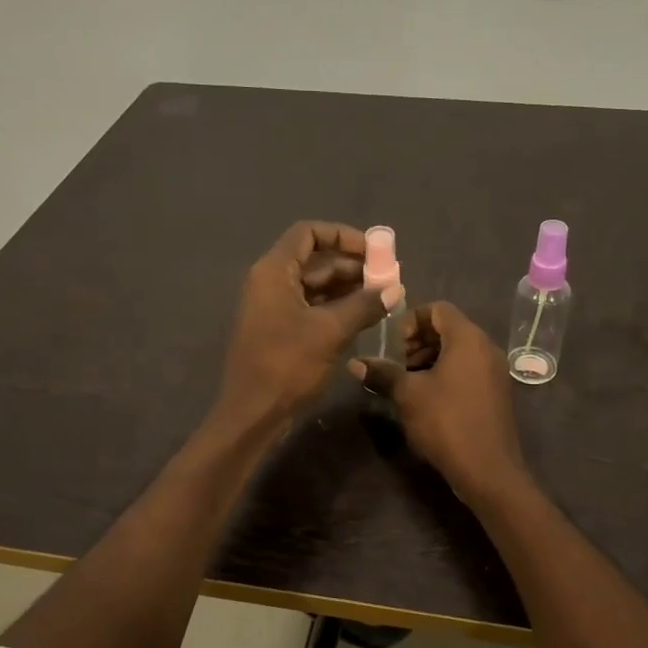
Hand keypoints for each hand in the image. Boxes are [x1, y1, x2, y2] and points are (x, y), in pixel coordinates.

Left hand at [217, 221, 395, 428]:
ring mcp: (275, 307)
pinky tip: (365, 316)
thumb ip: (364, 305)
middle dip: (353, 265)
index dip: (342, 235)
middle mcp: (271, 282)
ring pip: (316, 285)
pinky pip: (313, 307)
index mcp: (274, 272)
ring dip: (349, 288)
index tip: (374, 251)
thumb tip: (395, 289)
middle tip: (388, 278)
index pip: (308, 233)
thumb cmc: (287, 365)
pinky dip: (338, 307)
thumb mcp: (330, 331)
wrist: (252, 414)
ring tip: (383, 298)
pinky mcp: (281, 330)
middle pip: (315, 260)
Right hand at [351, 302, 526, 497]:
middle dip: (417, 342)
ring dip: (429, 359)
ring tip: (406, 384)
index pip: (438, 308)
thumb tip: (354, 363)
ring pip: (457, 351)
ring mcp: (494, 371)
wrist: (488, 470)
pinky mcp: (495, 393)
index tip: (392, 345)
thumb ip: (382, 373)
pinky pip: (467, 370)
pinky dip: (445, 374)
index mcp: (468, 338)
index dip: (410, 320)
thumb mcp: (408, 395)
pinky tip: (426, 399)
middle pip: (448, 328)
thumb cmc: (446, 422)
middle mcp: (486, 348)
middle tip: (396, 365)